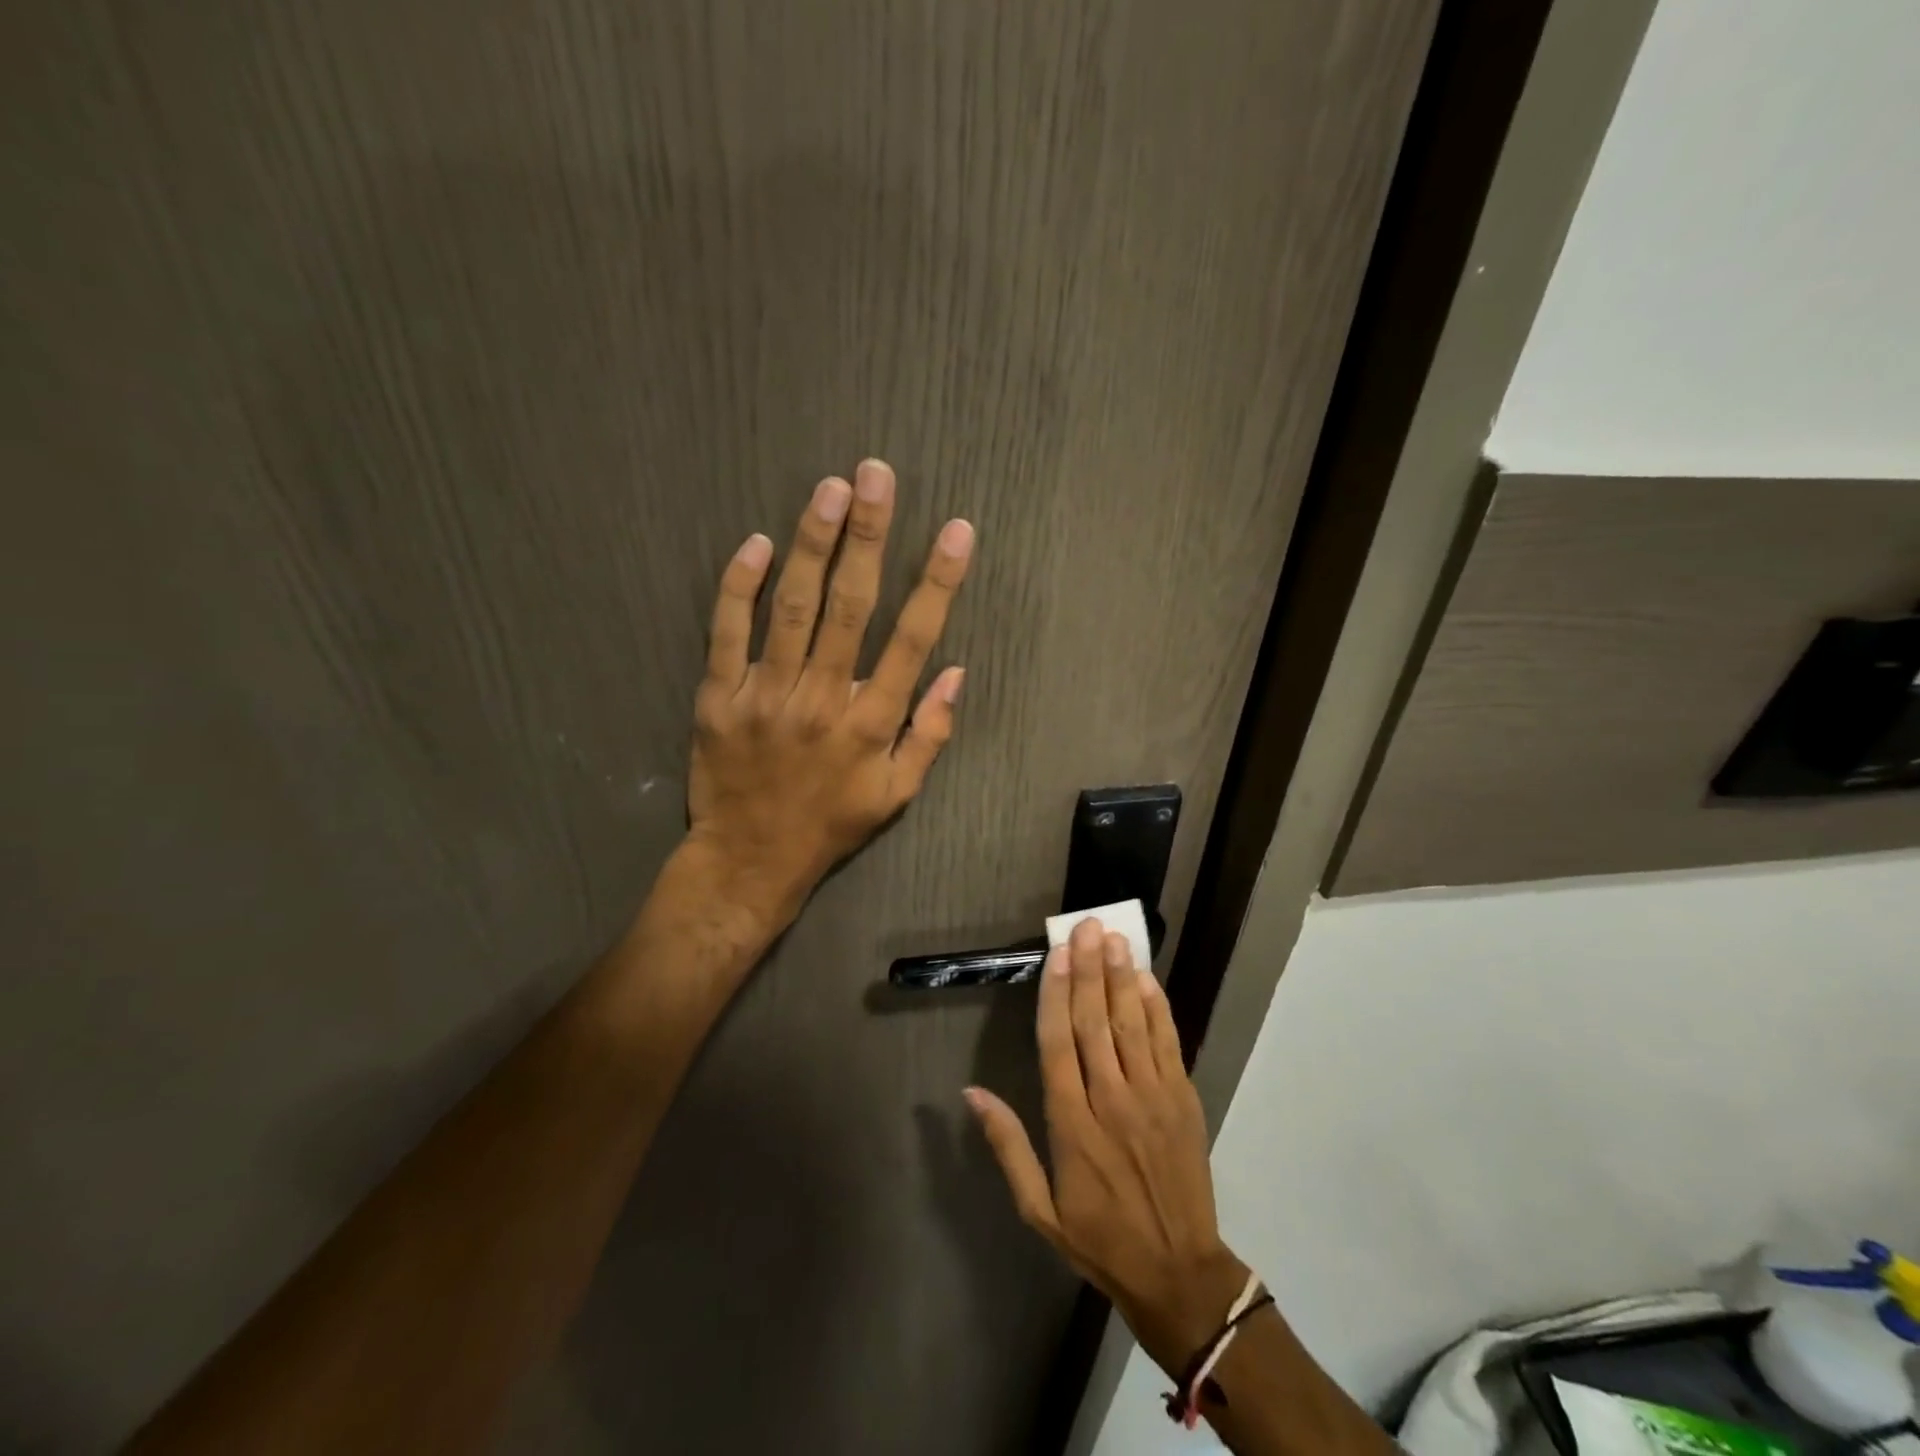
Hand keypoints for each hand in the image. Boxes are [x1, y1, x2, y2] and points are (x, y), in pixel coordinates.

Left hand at [689, 458, 973, 929]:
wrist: (749, 860)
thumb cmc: (830, 825)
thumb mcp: (897, 796)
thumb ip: (930, 735)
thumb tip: (956, 673)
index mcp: (871, 724)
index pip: (912, 640)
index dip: (937, 582)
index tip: (956, 531)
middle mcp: (823, 699)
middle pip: (851, 606)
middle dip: (869, 536)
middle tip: (877, 475)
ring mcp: (766, 695)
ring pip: (792, 608)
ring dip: (812, 544)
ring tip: (830, 489)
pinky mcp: (719, 697)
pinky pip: (727, 633)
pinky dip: (739, 586)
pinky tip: (756, 544)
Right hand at [966, 919, 1249, 1375]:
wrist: (1179, 1273)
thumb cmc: (1099, 1238)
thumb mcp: (1038, 1208)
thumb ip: (1008, 1145)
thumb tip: (971, 1092)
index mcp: (1072, 1125)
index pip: (1058, 1045)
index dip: (1056, 995)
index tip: (1056, 954)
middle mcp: (1111, 1100)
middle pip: (1096, 1023)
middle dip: (1089, 970)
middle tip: (1086, 927)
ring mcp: (1152, 1097)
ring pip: (1132, 1024)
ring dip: (1121, 977)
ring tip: (1114, 938)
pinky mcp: (1183, 1099)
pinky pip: (1168, 1043)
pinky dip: (1157, 1008)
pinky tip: (1146, 978)